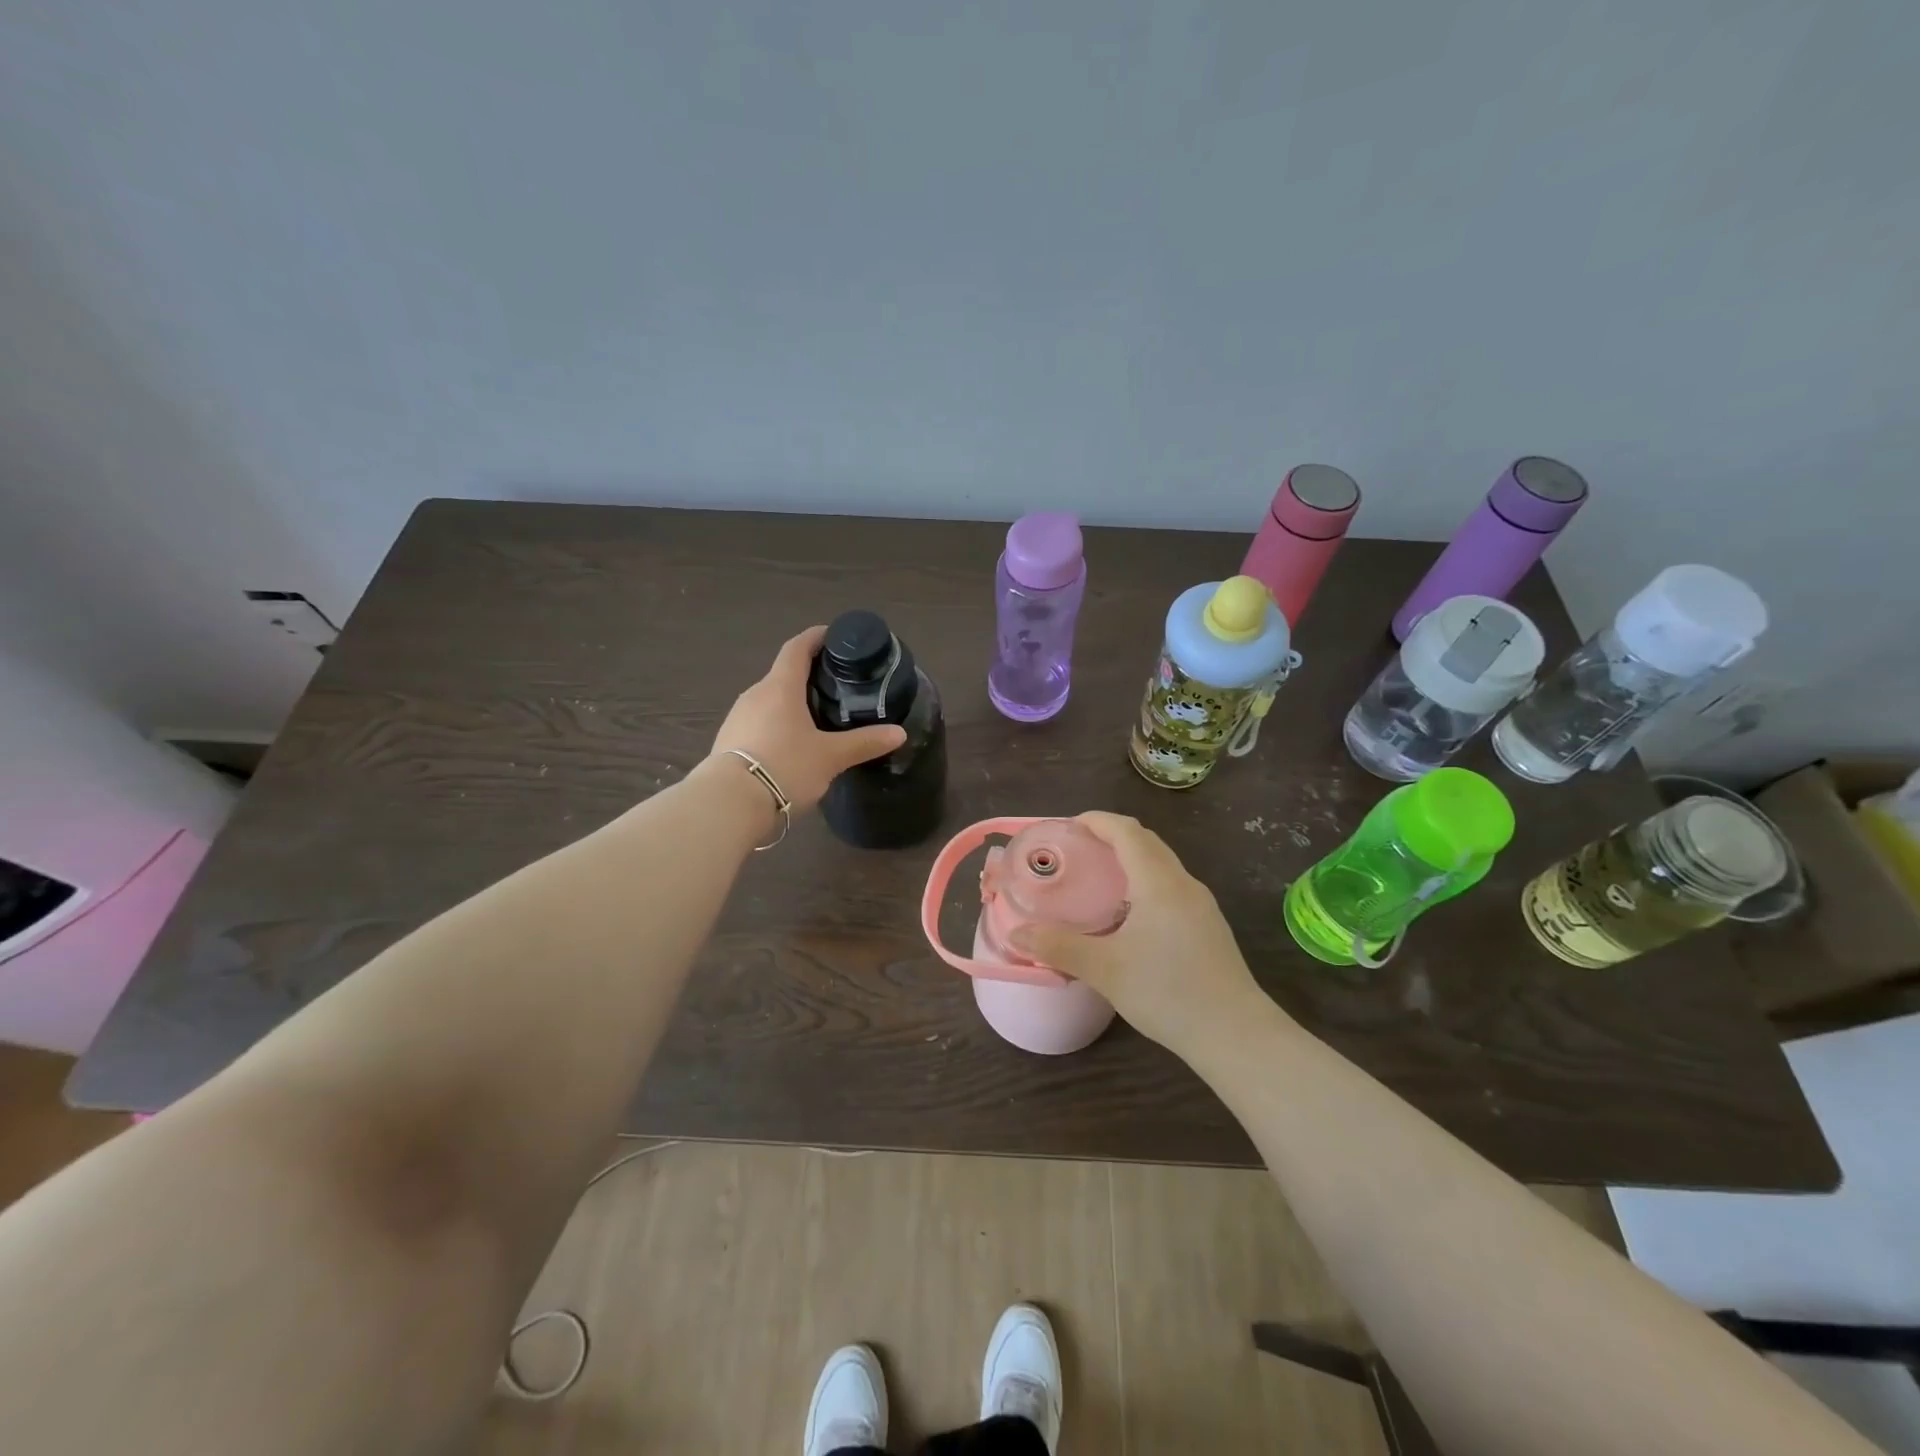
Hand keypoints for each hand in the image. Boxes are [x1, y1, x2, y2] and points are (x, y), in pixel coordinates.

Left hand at [710, 626, 906, 812]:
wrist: (730, 804)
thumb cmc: (785, 766)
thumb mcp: (831, 757)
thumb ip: (864, 742)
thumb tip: (899, 733)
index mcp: (780, 686)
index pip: (797, 647)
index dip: (816, 637)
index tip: (833, 636)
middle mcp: (755, 694)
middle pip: (783, 674)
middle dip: (808, 675)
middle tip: (837, 685)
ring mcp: (738, 717)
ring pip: (770, 700)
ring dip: (792, 702)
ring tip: (818, 718)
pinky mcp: (729, 741)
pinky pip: (759, 722)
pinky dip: (778, 724)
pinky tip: (792, 745)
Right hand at [1009, 812, 1267, 1052]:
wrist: (1235, 1034)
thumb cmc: (1168, 992)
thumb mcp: (1105, 970)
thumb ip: (1058, 947)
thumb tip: (1016, 934)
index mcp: (1158, 882)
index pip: (1127, 831)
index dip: (1097, 821)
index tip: (1069, 826)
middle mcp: (1183, 884)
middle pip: (1146, 842)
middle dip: (1112, 836)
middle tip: (1078, 850)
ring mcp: (1201, 905)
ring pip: (1162, 865)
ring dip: (1131, 859)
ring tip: (1099, 879)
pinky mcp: (1208, 926)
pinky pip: (1171, 887)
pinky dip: (1145, 882)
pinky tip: (1130, 914)